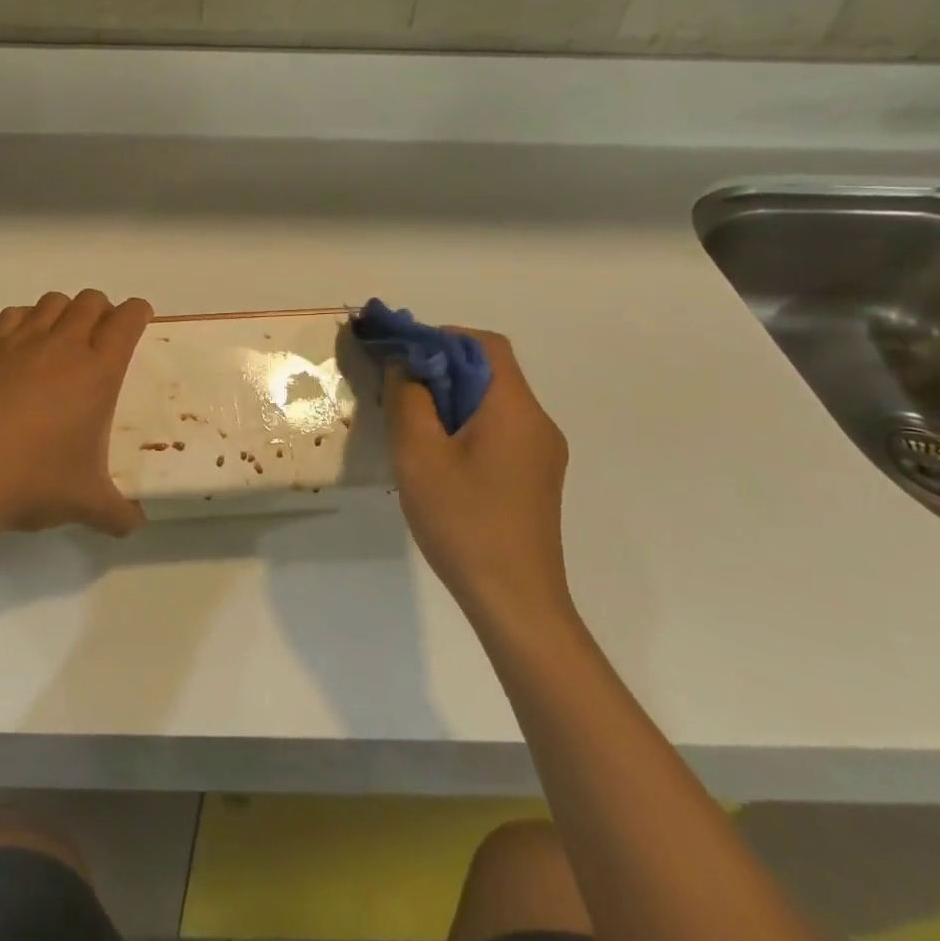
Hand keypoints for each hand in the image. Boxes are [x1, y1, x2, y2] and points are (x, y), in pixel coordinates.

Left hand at [0, 290, 153, 537]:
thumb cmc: (34, 482)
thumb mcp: (87, 504)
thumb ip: (118, 512)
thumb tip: (134, 524)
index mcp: (97, 372)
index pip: (127, 320)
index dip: (138, 313)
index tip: (139, 321)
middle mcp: (62, 345)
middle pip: (90, 301)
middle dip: (103, 311)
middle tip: (101, 338)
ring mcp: (19, 342)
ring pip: (52, 301)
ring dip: (65, 312)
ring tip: (61, 340)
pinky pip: (13, 315)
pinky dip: (26, 320)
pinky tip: (22, 349)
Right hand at [382, 329, 572, 632]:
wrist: (515, 603)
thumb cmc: (463, 521)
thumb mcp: (419, 454)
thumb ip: (409, 398)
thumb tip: (407, 364)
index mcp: (515, 409)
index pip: (485, 345)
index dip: (441, 337)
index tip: (402, 354)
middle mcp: (537, 423)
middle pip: (489, 372)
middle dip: (440, 369)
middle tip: (397, 389)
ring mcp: (542, 453)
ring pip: (492, 403)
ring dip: (450, 399)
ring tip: (410, 424)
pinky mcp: (535, 478)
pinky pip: (498, 431)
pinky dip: (464, 425)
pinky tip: (436, 457)